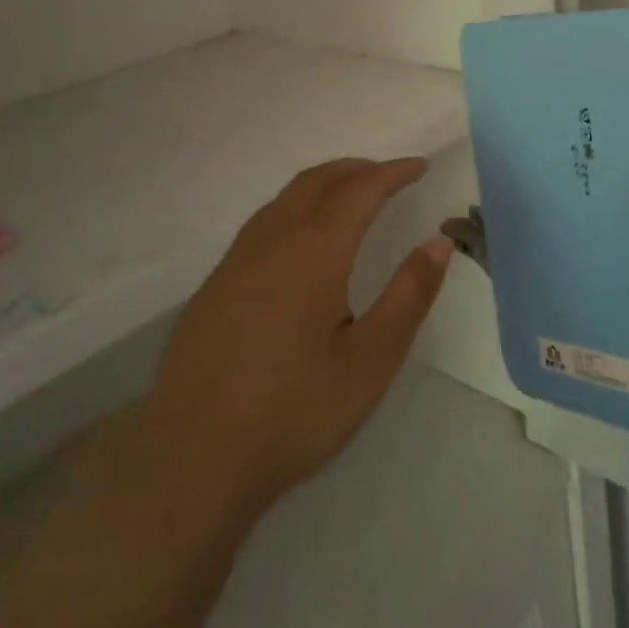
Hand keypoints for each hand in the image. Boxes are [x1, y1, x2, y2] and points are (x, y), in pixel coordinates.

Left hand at [117, 157, 452, 536]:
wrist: (190, 461)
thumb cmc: (293, 411)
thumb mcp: (371, 360)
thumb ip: (409, 295)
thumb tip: (438, 241)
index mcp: (314, 252)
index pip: (360, 190)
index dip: (393, 173)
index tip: (420, 166)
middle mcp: (272, 242)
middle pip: (317, 181)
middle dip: (357, 169)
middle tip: (389, 175)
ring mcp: (235, 262)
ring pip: (284, 199)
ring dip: (323, 185)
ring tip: (350, 197)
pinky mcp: (213, 287)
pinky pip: (262, 223)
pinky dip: (295, 208)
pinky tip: (301, 241)